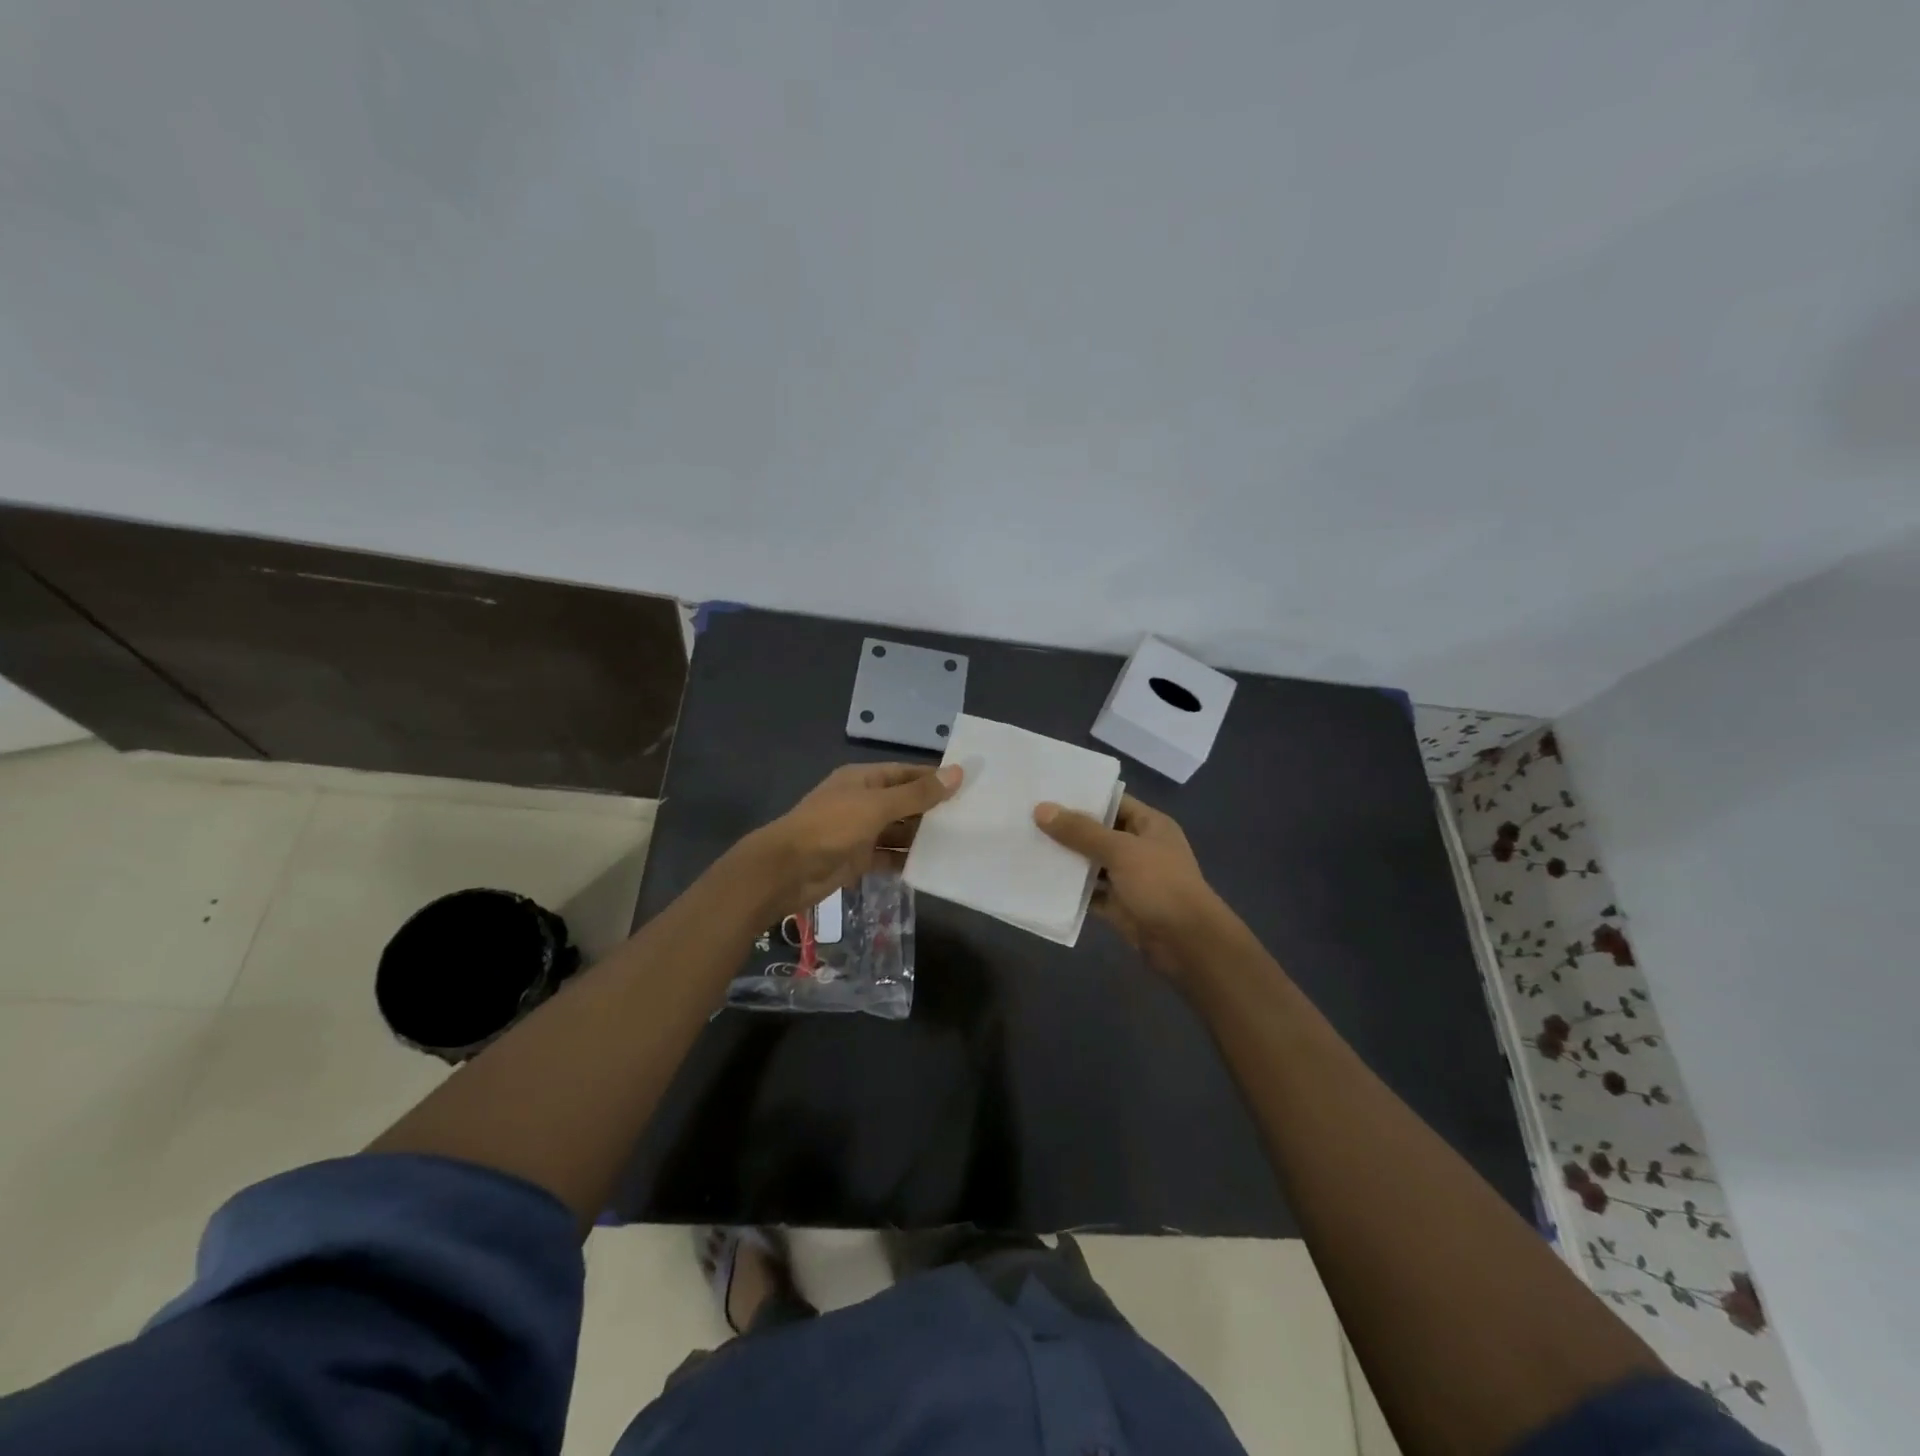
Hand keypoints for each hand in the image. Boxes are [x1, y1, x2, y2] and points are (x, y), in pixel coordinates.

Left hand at [745, 762, 962, 916]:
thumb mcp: (877, 806)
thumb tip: (957, 772)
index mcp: (863, 779)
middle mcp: (862, 802)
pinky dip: (906, 860)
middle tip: (972, 817)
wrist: (786, 871)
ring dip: (922, 837)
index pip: (905, 773)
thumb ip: (917, 794)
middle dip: (932, 810)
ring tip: (960, 842)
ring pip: (898, 831)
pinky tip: (933, 866)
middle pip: (904, 802)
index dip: (933, 778)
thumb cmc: (831, 827)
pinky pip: (888, 857)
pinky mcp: (857, 859)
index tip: (967, 785)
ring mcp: (859, 832)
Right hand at [1034, 794, 1227, 977]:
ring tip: (1027, 845)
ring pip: (1092, 864)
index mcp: (1150, 826)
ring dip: (1066, 859)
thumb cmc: (1160, 885)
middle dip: (1068, 828)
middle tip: (1028, 817)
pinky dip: (1070, 890)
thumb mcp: (1120, 851)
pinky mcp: (1119, 906)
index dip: (1084, 796)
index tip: (1048, 791)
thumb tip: (1042, 809)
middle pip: (1099, 832)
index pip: (1114, 801)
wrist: (1187, 944)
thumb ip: (1081, 831)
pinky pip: (1090, 893)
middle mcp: (1140, 848)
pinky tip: (1041, 881)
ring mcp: (1130, 879)